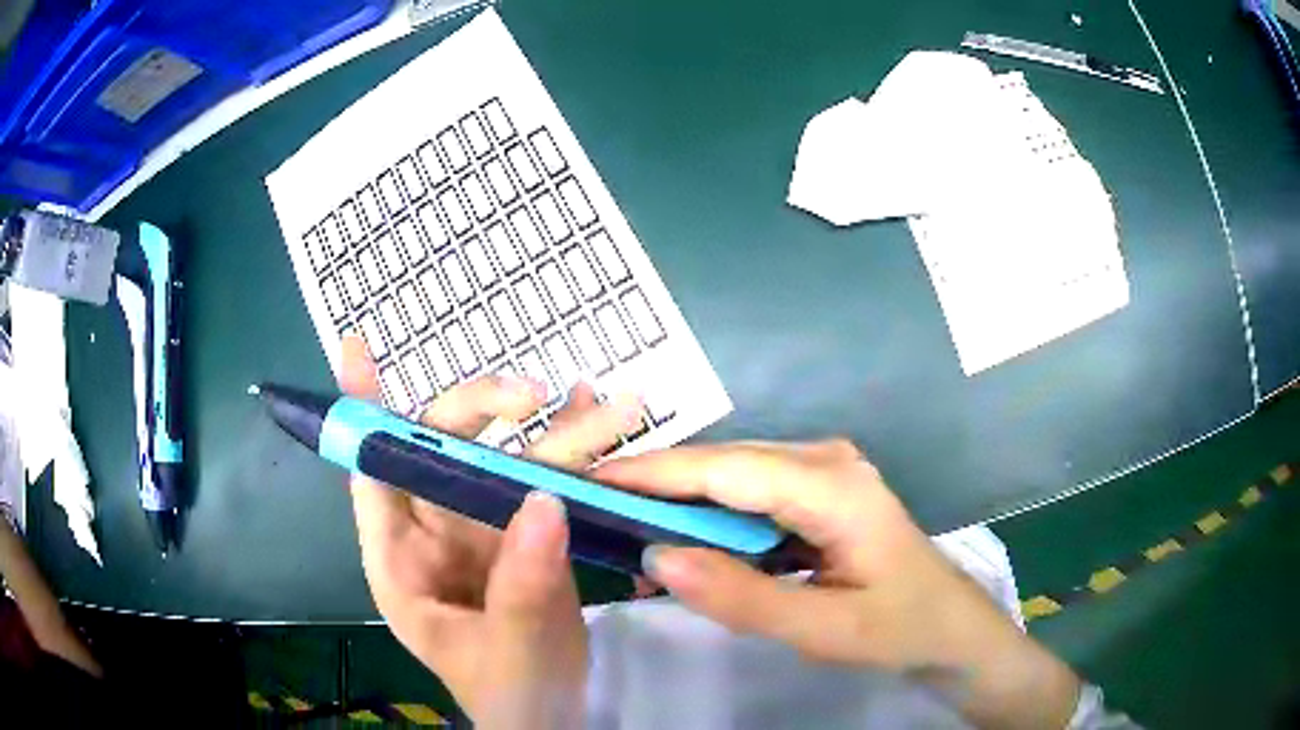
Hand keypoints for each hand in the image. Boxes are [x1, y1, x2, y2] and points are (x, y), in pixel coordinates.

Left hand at [339, 335, 641, 726]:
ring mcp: (484, 529)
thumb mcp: (508, 650)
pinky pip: (547, 481)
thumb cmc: (507, 695)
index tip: (360, 349)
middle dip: (481, 412)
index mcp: (401, 560)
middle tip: (534, 397)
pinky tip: (599, 416)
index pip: (372, 474)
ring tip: (601, 401)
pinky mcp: (528, 534)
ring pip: (506, 460)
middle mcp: (435, 531)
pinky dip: (573, 449)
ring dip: (551, 428)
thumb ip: (521, 585)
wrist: (552, 717)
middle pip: (445, 450)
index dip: (363, 411)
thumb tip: (545, 500)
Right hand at [594, 440, 1081, 729]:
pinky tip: (685, 548)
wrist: (949, 626)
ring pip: (733, 478)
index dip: (654, 473)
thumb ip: (740, 597)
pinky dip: (712, 520)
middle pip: (724, 464)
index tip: (590, 480)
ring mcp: (824, 471)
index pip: (725, 469)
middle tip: (594, 510)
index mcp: (833, 485)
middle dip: (657, 486)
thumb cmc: (898, 627)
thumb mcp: (821, 630)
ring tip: (628, 534)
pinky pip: (751, 496)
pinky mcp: (818, 491)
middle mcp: (825, 460)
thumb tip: (657, 558)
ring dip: (681, 506)